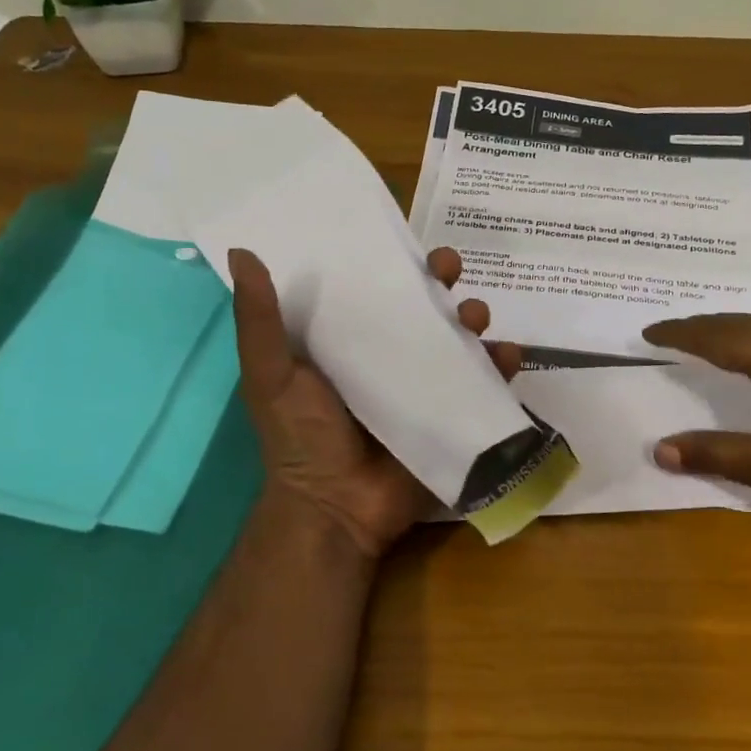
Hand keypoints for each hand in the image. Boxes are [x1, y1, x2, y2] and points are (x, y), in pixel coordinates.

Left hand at [228, 246, 521, 561]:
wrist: (336, 509)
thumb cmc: (300, 437)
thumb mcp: (270, 374)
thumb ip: (259, 319)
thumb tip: (242, 252)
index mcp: (349, 342)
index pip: (374, 288)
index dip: (391, 262)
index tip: (405, 241)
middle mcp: (391, 357)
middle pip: (424, 307)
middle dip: (442, 283)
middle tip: (450, 269)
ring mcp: (426, 386)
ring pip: (459, 338)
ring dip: (475, 318)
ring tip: (476, 318)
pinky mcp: (453, 414)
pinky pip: (485, 384)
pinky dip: (502, 366)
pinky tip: (507, 356)